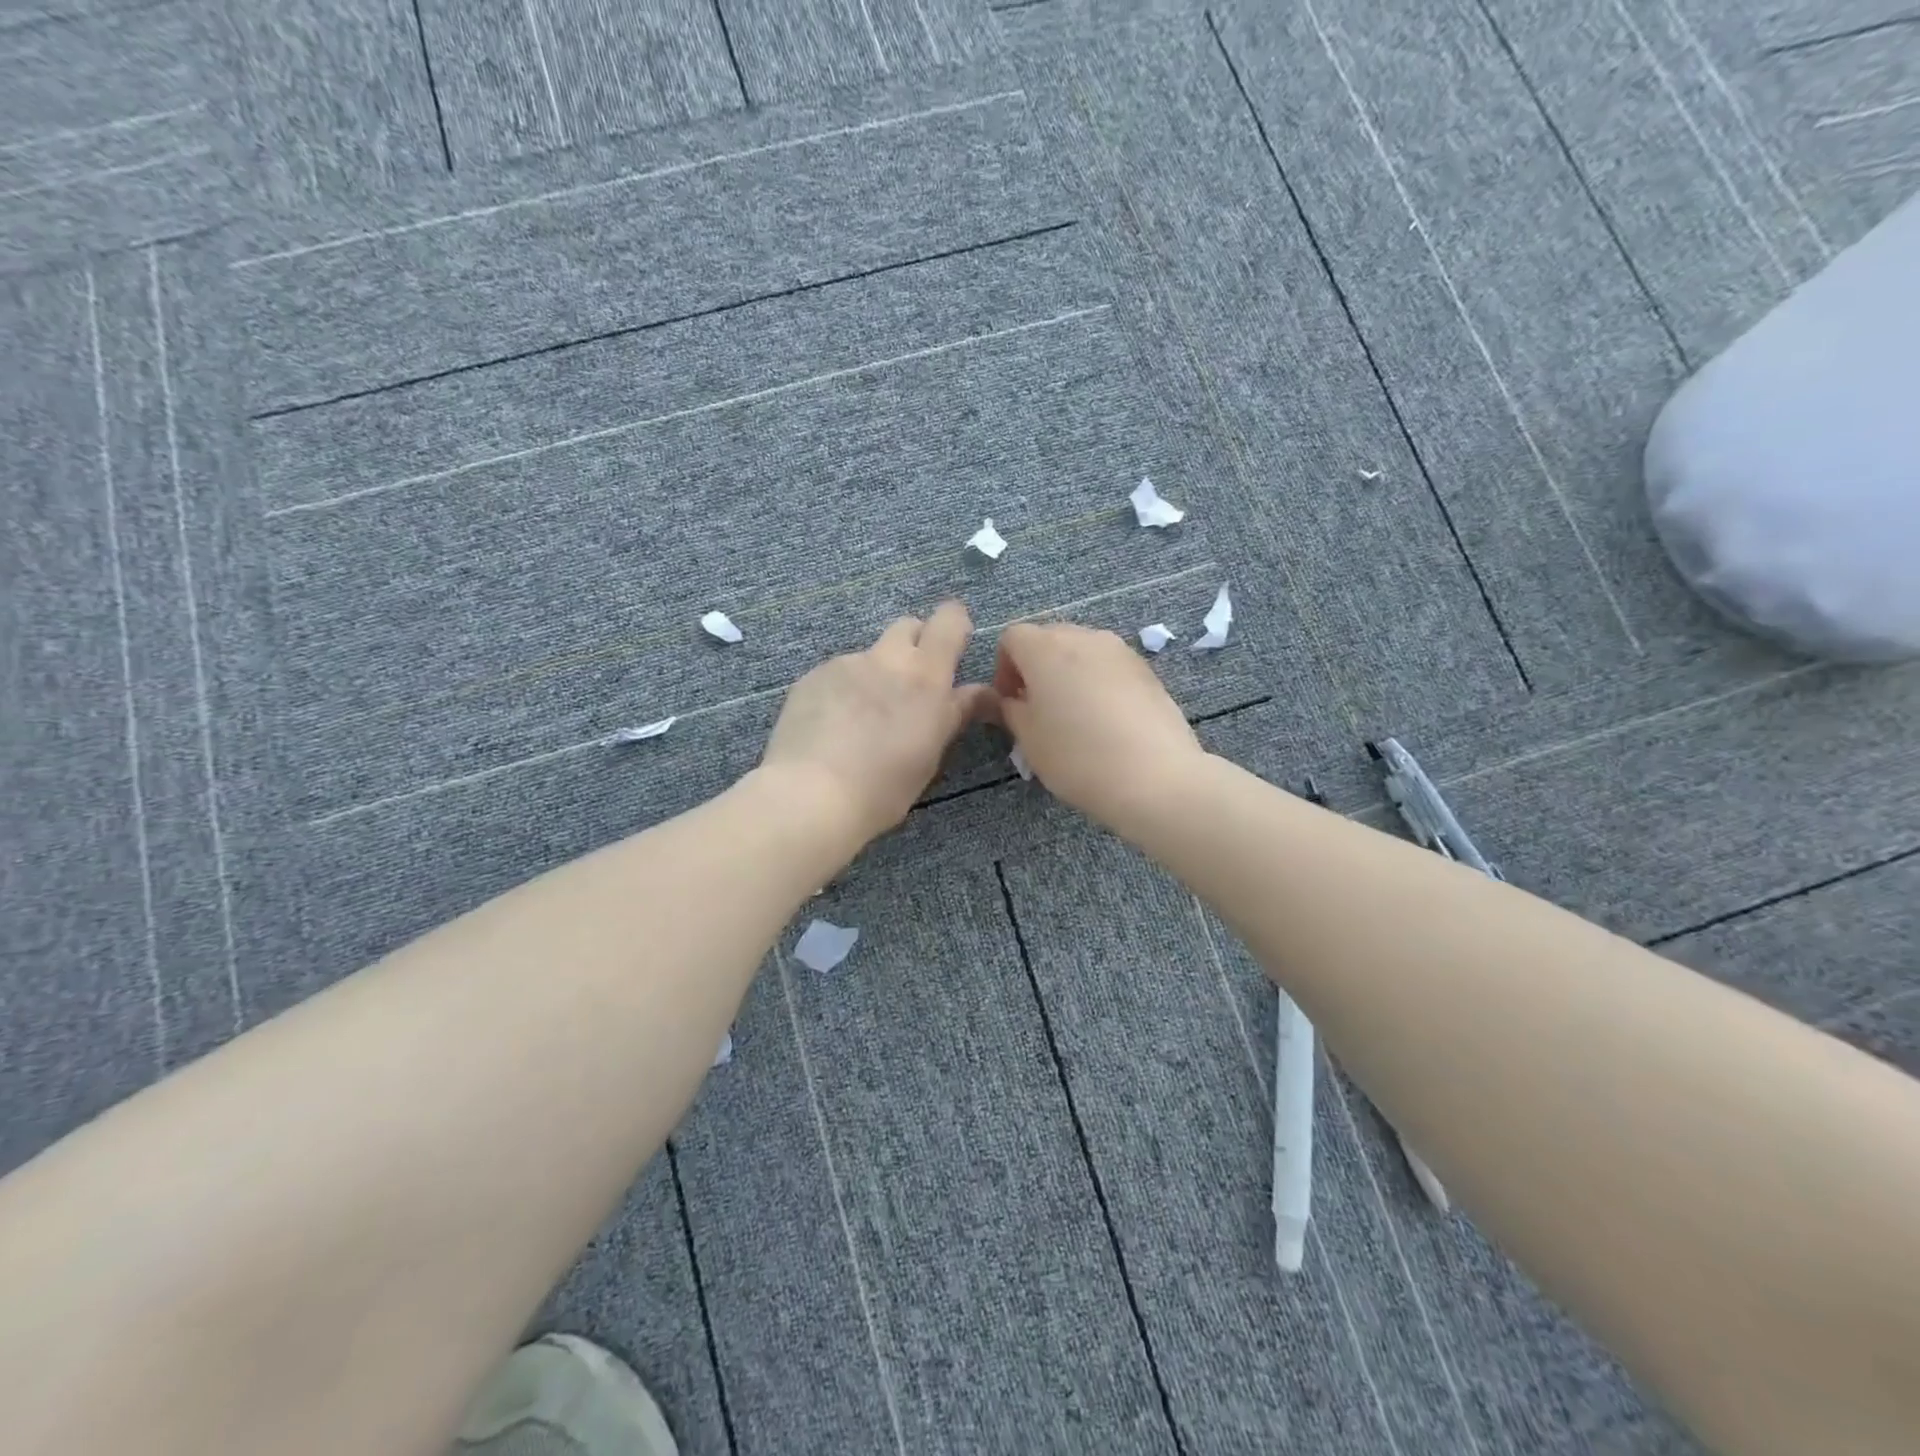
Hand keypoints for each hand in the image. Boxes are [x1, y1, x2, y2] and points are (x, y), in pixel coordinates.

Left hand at [761, 600, 993, 843]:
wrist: (810, 796)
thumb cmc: (883, 787)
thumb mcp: (930, 756)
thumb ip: (953, 715)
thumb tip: (980, 694)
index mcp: (925, 677)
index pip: (949, 620)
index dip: (954, 625)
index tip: (953, 650)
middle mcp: (886, 659)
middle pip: (907, 627)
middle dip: (915, 646)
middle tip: (911, 687)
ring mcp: (845, 664)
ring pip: (870, 656)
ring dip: (876, 675)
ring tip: (862, 720)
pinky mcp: (811, 677)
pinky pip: (837, 674)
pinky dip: (842, 691)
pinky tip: (831, 728)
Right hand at [992, 622, 1204, 828]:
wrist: (1155, 777)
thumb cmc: (1077, 756)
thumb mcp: (1028, 739)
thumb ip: (1011, 710)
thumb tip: (1012, 700)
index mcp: (1045, 648)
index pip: (1011, 638)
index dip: (1003, 668)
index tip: (1009, 703)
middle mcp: (1083, 637)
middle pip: (1048, 638)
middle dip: (1035, 668)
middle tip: (1037, 710)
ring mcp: (1120, 650)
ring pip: (1081, 651)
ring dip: (1068, 674)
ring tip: (1074, 716)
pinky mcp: (1147, 670)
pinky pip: (1109, 666)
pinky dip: (1097, 683)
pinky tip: (1105, 721)